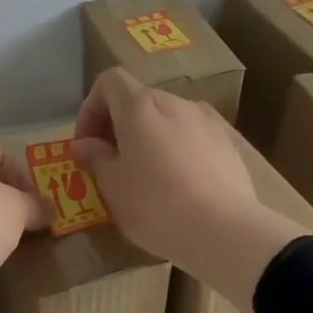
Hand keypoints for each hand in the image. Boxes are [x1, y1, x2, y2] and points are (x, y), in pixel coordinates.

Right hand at [73, 69, 312, 310]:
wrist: (223, 230)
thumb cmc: (155, 206)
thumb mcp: (111, 186)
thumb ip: (94, 158)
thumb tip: (84, 144)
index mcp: (141, 107)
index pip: (109, 82)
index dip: (90, 109)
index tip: (86, 145)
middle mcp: (175, 102)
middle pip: (139, 100)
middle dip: (118, 126)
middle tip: (109, 165)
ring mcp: (206, 121)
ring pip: (167, 119)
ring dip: (148, 139)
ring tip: (144, 177)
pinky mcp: (227, 143)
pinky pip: (192, 137)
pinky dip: (176, 151)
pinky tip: (178, 186)